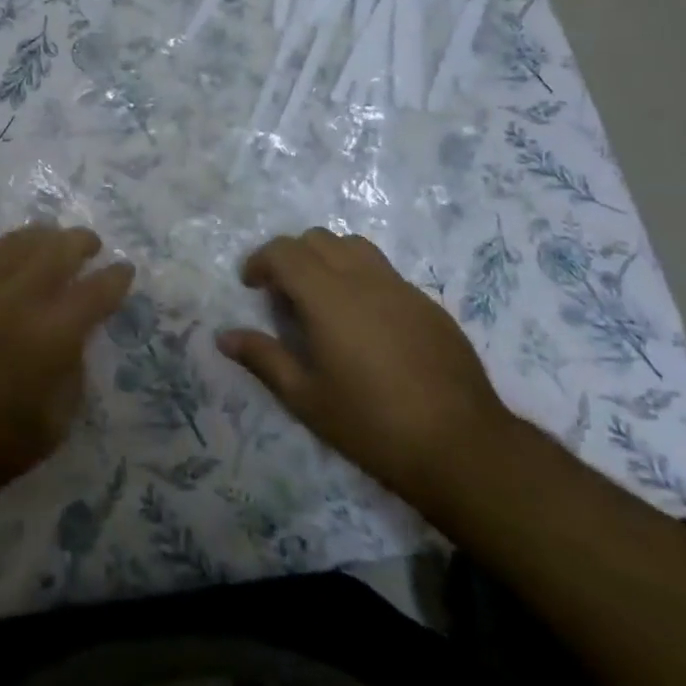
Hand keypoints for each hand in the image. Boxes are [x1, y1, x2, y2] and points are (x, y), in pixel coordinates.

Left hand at [0, 225, 133, 514]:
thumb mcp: (54, 425)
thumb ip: (72, 373)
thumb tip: (75, 339)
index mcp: (48, 340)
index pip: (93, 293)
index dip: (116, 278)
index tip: (126, 270)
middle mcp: (15, 304)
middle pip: (56, 252)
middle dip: (81, 243)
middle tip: (94, 245)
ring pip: (19, 245)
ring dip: (46, 237)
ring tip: (58, 238)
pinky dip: (10, 247)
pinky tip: (18, 251)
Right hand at [217, 228, 515, 515]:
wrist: (461, 446)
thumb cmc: (372, 424)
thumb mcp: (306, 398)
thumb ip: (263, 359)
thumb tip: (224, 336)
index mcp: (328, 296)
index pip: (285, 252)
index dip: (261, 261)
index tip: (251, 285)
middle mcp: (363, 278)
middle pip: (318, 239)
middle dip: (291, 255)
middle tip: (282, 293)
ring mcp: (401, 287)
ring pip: (354, 247)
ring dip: (328, 258)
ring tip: (322, 297)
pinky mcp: (428, 304)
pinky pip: (384, 272)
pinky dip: (360, 279)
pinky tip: (365, 323)